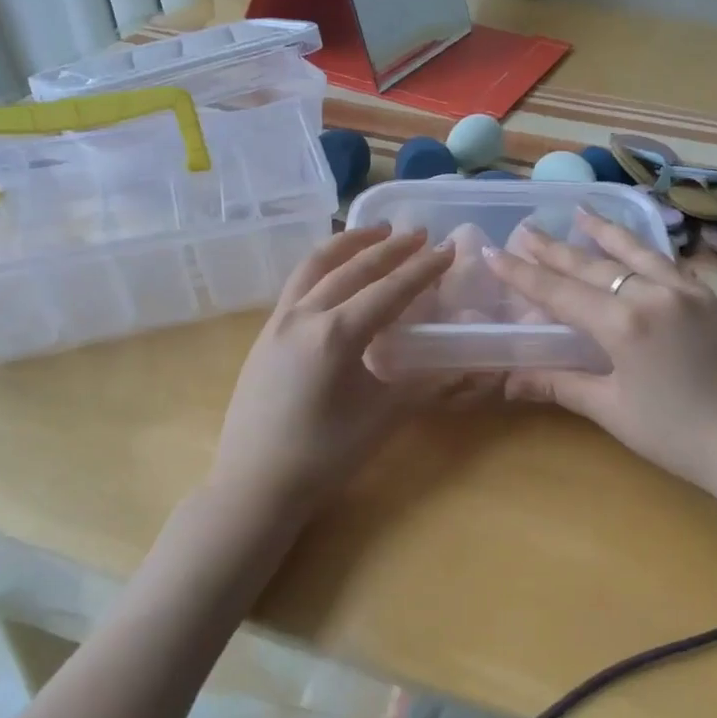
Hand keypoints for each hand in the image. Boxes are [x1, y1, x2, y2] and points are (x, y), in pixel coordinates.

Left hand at [209, 224, 490, 514]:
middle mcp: (304, 316)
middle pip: (353, 268)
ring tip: (376, 232)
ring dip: (350, 244)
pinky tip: (336, 271)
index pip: (389, 290)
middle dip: (390, 248)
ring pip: (316, 265)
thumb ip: (423, 385)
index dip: (422, 269)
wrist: (253, 485)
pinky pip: (298, 283)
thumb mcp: (382, 419)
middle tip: (420, 233)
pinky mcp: (264, 334)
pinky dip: (323, 265)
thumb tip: (463, 368)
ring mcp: (278, 322)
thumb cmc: (323, 457)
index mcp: (336, 335)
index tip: (447, 249)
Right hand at [483, 211, 716, 496]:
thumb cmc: (677, 435)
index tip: (495, 251)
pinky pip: (670, 264)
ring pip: (637, 253)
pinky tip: (638, 247)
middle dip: (555, 249)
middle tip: (527, 230)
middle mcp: (653, 295)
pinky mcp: (711, 299)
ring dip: (605, 233)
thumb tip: (510, 381)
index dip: (523, 274)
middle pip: (594, 265)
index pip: (560, 292)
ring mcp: (687, 292)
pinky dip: (646, 251)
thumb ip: (562, 385)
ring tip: (580, 213)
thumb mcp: (613, 410)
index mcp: (623, 323)